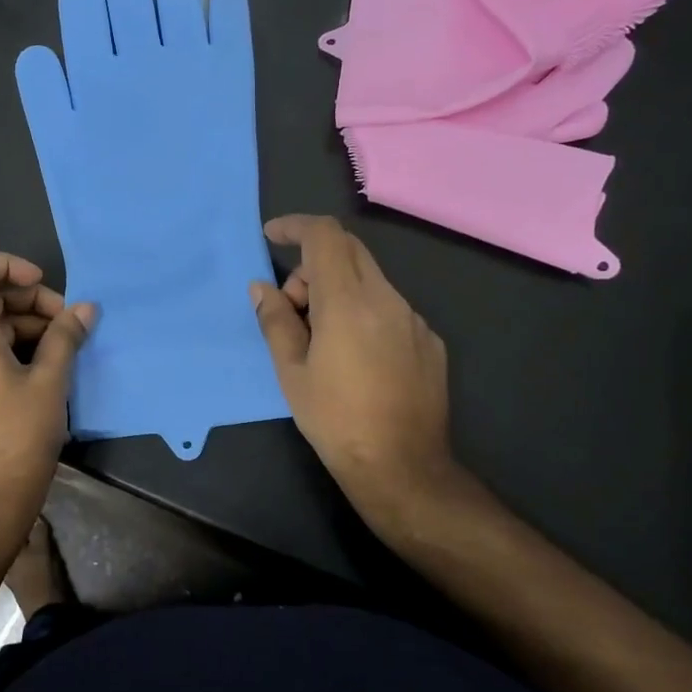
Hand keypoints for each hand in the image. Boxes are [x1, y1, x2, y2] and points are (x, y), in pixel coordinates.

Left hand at [0, 253, 94, 518]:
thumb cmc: (18, 437)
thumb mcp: (50, 382)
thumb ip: (65, 337)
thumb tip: (86, 308)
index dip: (6, 264)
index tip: (41, 284)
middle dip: (29, 301)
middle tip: (68, 323)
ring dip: (26, 324)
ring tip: (64, 346)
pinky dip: (13, 345)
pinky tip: (46, 364)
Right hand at [250, 215, 461, 527]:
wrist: (401, 466)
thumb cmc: (334, 419)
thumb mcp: (291, 371)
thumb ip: (275, 320)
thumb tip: (262, 288)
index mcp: (347, 302)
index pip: (324, 236)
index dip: (295, 226)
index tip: (272, 236)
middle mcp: (386, 299)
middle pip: (348, 251)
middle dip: (312, 263)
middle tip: (291, 306)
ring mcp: (413, 319)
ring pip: (369, 279)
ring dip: (337, 289)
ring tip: (321, 339)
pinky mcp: (429, 340)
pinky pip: (389, 307)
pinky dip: (363, 312)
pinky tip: (356, 358)